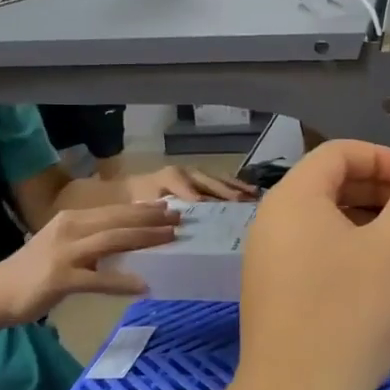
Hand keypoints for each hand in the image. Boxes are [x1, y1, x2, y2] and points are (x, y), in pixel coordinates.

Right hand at [0, 202, 179, 322]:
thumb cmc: (31, 271)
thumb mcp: (62, 245)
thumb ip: (89, 240)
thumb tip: (125, 239)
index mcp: (71, 219)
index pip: (114, 210)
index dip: (142, 209)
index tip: (167, 207)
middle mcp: (70, 229)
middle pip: (118, 221)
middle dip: (151, 219)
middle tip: (179, 219)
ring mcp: (65, 253)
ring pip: (113, 241)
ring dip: (146, 239)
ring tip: (171, 239)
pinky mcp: (61, 279)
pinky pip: (99, 280)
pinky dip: (122, 282)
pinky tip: (143, 285)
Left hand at [127, 165, 256, 202]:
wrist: (133, 189)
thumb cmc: (140, 201)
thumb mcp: (143, 207)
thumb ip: (159, 210)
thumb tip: (182, 218)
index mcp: (172, 177)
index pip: (190, 189)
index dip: (201, 198)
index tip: (216, 209)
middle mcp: (188, 171)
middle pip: (210, 182)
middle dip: (227, 192)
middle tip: (243, 203)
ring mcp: (197, 172)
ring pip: (221, 179)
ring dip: (238, 187)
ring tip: (255, 196)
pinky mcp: (204, 177)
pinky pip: (223, 180)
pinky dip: (238, 186)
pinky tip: (252, 192)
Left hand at [235, 141, 389, 389]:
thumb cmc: (348, 314)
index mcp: (294, 197)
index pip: (340, 151)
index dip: (386, 158)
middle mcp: (271, 217)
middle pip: (328, 180)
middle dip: (377, 186)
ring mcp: (265, 254)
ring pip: (321, 215)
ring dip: (364, 215)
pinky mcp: (270, 287)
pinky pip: (310, 245)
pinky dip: (345, 242)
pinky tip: (373, 271)